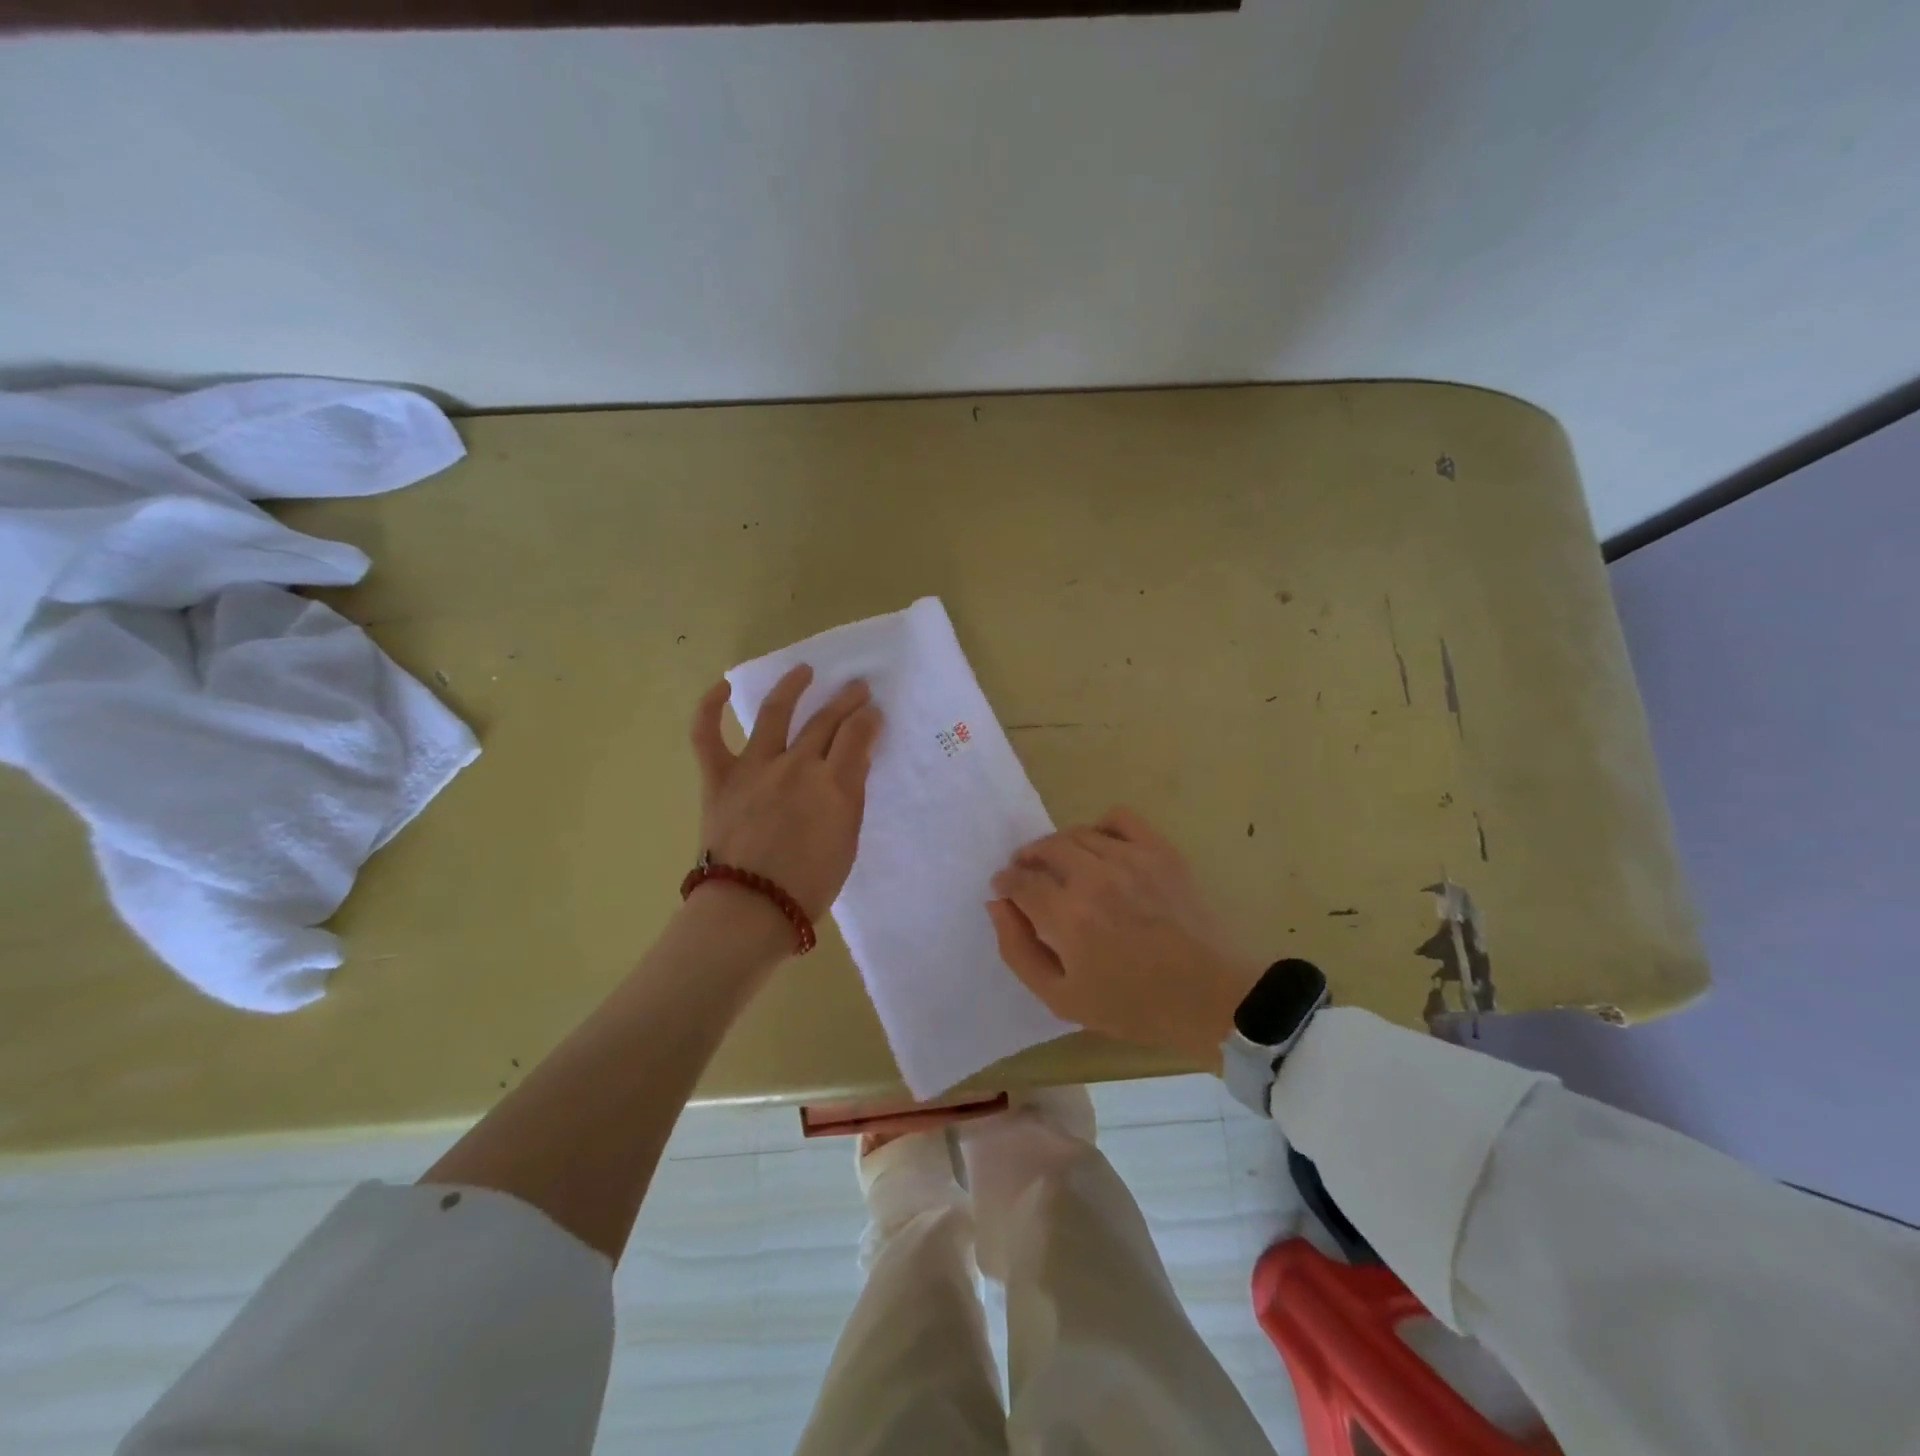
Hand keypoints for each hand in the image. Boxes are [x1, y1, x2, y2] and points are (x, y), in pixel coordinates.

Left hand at [689, 665, 882, 923]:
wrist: (750, 909)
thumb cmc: (808, 886)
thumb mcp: (846, 842)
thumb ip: (850, 798)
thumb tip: (853, 764)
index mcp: (834, 784)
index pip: (858, 734)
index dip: (869, 719)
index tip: (874, 713)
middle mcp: (797, 764)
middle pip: (826, 719)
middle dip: (845, 700)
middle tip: (856, 688)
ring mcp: (755, 766)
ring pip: (775, 712)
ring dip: (792, 687)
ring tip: (803, 671)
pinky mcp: (719, 776)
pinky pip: (707, 735)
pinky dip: (710, 708)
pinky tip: (722, 687)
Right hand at [988, 807, 1262, 1065]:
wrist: (1209, 997)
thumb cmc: (1132, 1005)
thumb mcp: (1061, 998)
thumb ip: (1018, 950)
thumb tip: (997, 905)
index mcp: (1067, 916)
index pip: (1019, 880)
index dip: (1005, 883)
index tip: (1006, 891)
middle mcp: (1094, 877)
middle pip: (1044, 848)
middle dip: (1027, 860)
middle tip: (1029, 877)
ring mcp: (1130, 859)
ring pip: (1077, 833)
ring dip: (1059, 846)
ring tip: (1063, 867)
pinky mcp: (1160, 851)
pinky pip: (1120, 818)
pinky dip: (1101, 827)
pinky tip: (1101, 849)